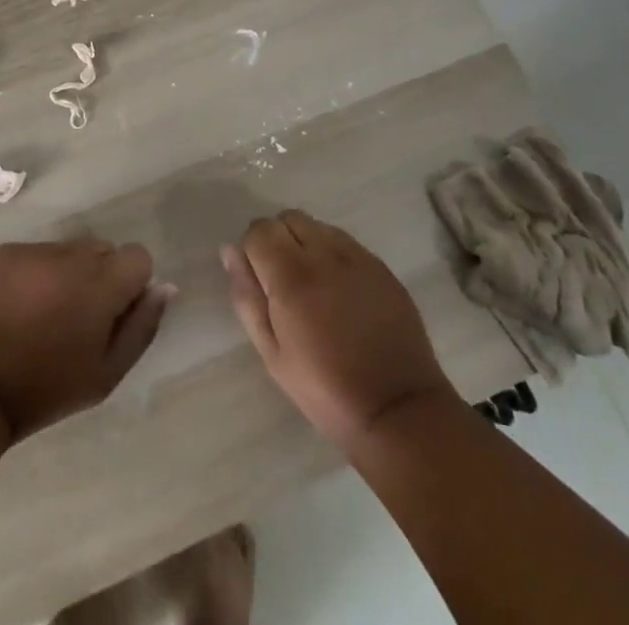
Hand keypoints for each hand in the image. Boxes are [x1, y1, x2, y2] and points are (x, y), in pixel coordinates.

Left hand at [0, 239, 174, 441]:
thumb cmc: (45, 389)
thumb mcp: (105, 374)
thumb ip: (142, 327)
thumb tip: (164, 288)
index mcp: (102, 282)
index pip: (138, 257)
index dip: (131, 285)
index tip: (112, 315)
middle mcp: (71, 254)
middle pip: (102, 250)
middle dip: (99, 277)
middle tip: (76, 319)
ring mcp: (34, 249)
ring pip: (67, 251)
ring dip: (66, 274)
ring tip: (42, 315)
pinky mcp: (3, 252)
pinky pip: (33, 254)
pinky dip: (33, 274)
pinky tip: (15, 308)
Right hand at [223, 210, 458, 449]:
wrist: (398, 410)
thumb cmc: (325, 389)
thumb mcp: (272, 353)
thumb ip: (247, 296)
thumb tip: (230, 252)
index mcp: (291, 274)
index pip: (259, 230)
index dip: (252, 250)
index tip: (259, 281)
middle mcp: (324, 253)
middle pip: (287, 218)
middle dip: (277, 240)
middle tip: (283, 282)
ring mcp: (357, 256)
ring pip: (317, 225)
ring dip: (306, 243)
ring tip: (313, 286)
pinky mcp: (380, 266)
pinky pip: (345, 241)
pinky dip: (333, 254)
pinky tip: (340, 291)